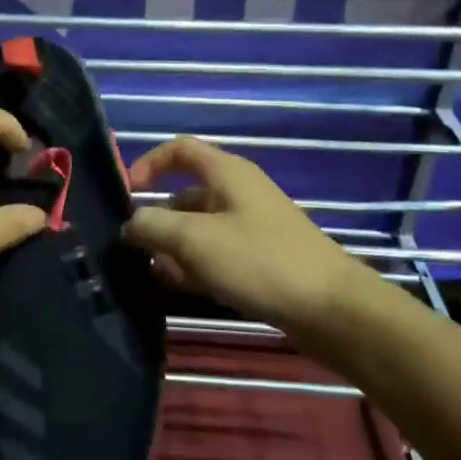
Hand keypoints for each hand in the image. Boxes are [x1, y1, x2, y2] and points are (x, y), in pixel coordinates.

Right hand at [122, 135, 356, 331]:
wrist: (332, 310)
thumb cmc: (259, 261)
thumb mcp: (194, 240)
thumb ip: (152, 226)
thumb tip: (130, 224)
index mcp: (227, 173)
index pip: (180, 149)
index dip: (149, 163)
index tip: (128, 193)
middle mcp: (238, 193)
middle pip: (185, 195)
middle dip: (158, 220)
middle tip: (134, 251)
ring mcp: (251, 228)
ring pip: (199, 230)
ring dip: (174, 249)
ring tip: (154, 276)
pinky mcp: (261, 261)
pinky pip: (217, 255)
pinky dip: (196, 267)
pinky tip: (182, 290)